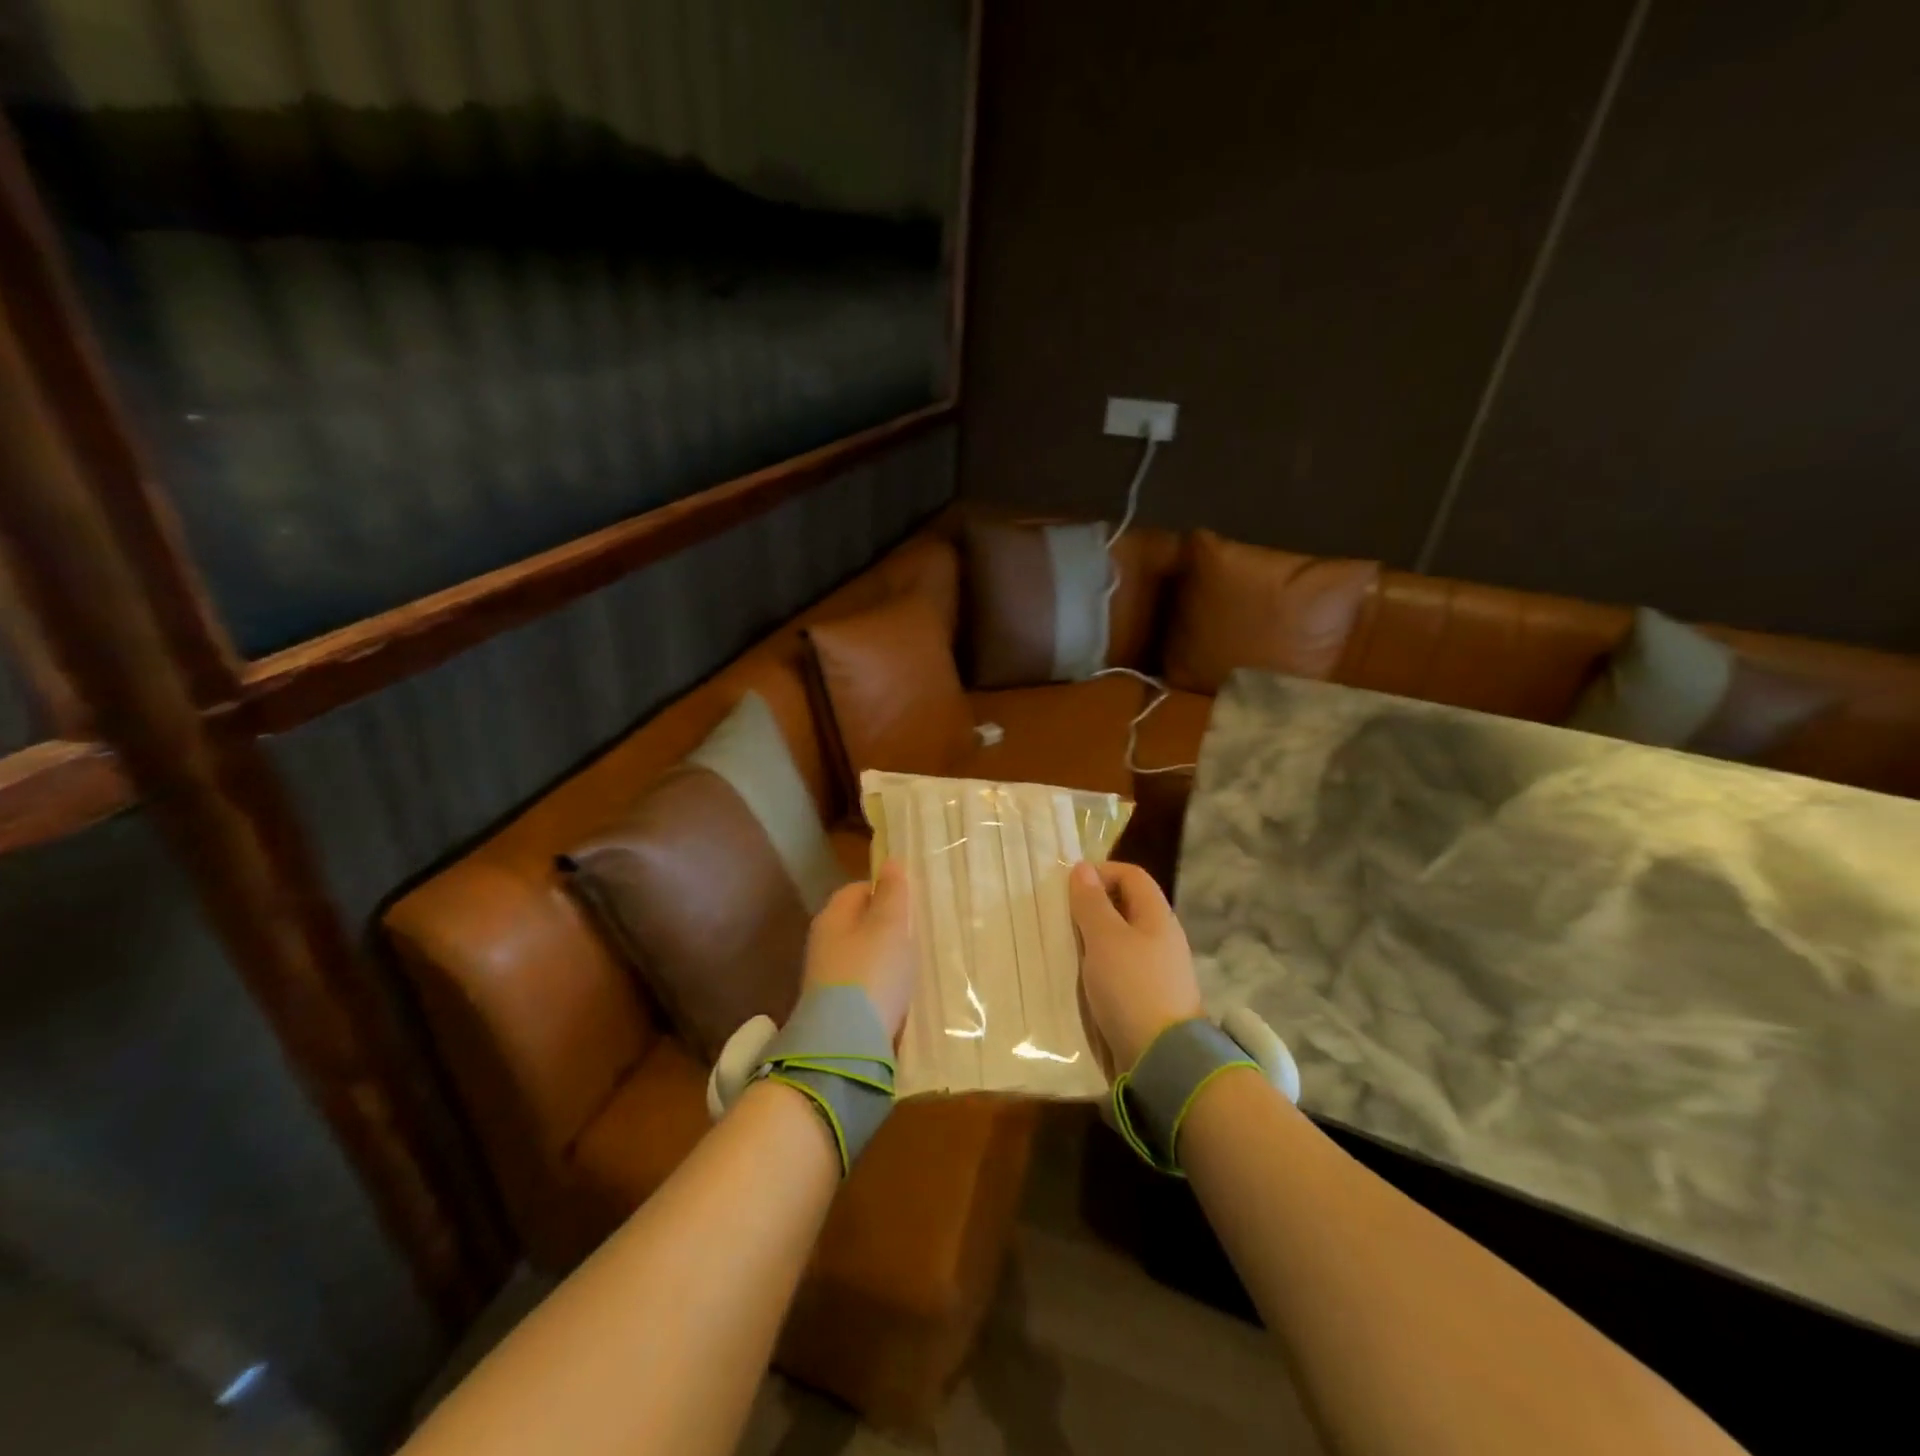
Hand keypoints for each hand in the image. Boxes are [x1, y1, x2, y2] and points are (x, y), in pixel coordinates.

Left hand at [802, 860, 914, 1039]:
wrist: (845, 1043)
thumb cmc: (871, 972)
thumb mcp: (890, 926)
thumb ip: (892, 893)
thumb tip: (890, 862)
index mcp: (833, 916)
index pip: (857, 889)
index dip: (885, 890)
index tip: (912, 902)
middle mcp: (823, 943)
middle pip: (858, 923)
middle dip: (886, 926)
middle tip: (918, 933)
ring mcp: (826, 978)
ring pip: (861, 955)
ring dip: (884, 957)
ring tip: (914, 964)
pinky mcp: (835, 1008)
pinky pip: (862, 985)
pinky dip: (880, 985)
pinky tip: (899, 994)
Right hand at [1069, 860, 1203, 1073]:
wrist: (1164, 1060)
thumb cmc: (1132, 988)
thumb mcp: (1105, 939)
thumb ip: (1092, 903)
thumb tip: (1082, 868)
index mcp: (1157, 916)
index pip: (1131, 875)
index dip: (1101, 873)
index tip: (1069, 890)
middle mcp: (1161, 937)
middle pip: (1126, 906)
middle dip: (1092, 907)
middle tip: (1061, 920)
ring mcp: (1157, 970)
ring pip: (1120, 939)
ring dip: (1092, 939)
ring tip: (1064, 949)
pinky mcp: (1148, 998)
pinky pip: (1120, 969)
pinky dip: (1099, 966)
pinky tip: (1080, 979)